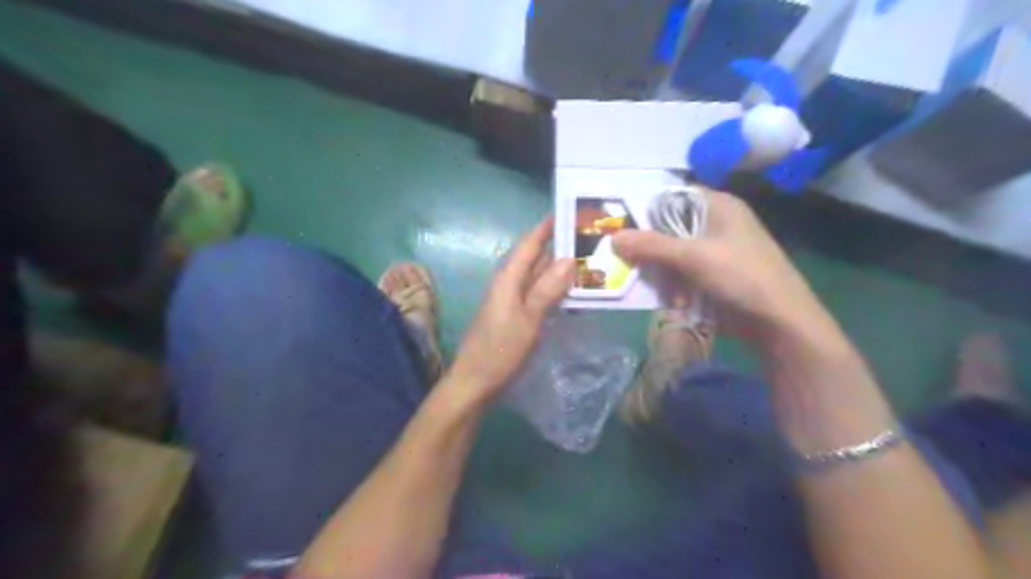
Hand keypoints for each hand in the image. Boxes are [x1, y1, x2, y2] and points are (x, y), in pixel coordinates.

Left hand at [448, 220, 575, 405]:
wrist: (476, 383)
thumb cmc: (500, 350)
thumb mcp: (528, 319)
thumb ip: (547, 289)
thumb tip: (569, 259)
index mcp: (508, 279)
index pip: (529, 244)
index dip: (547, 227)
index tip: (570, 212)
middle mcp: (509, 284)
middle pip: (536, 259)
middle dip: (560, 248)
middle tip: (591, 239)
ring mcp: (513, 301)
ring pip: (539, 278)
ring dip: (561, 271)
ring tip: (590, 263)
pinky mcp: (517, 317)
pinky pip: (539, 296)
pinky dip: (556, 292)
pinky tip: (574, 296)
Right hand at [610, 187, 835, 345]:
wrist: (779, 321)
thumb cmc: (740, 275)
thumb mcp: (692, 256)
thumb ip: (651, 245)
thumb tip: (613, 237)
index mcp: (717, 205)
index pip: (671, 197)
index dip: (646, 210)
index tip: (621, 227)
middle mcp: (716, 223)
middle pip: (669, 228)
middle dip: (652, 249)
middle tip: (631, 263)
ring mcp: (716, 251)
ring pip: (673, 254)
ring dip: (664, 273)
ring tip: (666, 291)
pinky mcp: (715, 274)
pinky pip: (684, 273)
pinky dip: (676, 285)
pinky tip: (676, 300)